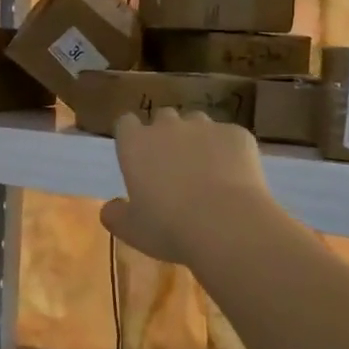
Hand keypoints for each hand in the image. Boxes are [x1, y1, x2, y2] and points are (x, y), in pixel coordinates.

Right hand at [100, 108, 274, 265]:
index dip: (132, 137)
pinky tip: (235, 177)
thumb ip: (115, 215)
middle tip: (173, 167)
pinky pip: (229, 137)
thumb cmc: (169, 228)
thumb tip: (110, 207)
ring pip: (197, 123)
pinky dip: (229, 151)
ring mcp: (206, 126)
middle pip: (163, 118)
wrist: (228, 225)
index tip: (138, 156)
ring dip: (197, 139)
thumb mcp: (132, 230)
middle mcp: (168, 126)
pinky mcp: (237, 134)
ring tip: (207, 169)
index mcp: (136, 144)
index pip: (126, 123)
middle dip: (166, 135)